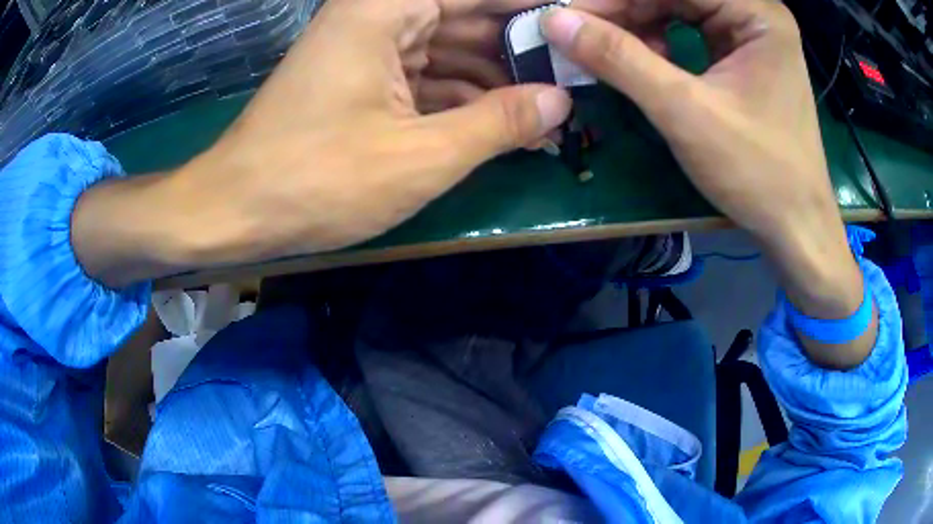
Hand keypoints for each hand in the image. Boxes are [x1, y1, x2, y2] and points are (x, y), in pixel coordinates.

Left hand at [72, 0, 570, 287]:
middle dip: (522, 54)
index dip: (538, 12)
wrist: (235, 210)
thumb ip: (498, 122)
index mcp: (387, 10)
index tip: (581, 29)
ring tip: (547, 114)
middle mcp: (377, 16)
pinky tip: (499, 125)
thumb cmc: (316, 181)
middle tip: (574, 84)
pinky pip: (424, 76)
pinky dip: (460, 99)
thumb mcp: (421, 157)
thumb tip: (560, 101)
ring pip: (449, 51)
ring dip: (495, 82)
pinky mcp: (360, 79)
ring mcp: (366, 48)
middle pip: (469, 20)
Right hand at [541, 0, 874, 367]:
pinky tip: (641, 61)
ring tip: (606, 49)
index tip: (570, 16)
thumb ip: (620, 60)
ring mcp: (751, 35)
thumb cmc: (757, 172)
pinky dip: (660, 43)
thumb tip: (555, 23)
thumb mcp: (686, 112)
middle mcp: (755, 13)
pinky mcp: (743, 57)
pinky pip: (691, 32)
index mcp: (756, 13)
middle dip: (626, 10)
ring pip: (680, 9)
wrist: (796, 227)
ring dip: (639, 26)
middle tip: (581, 33)